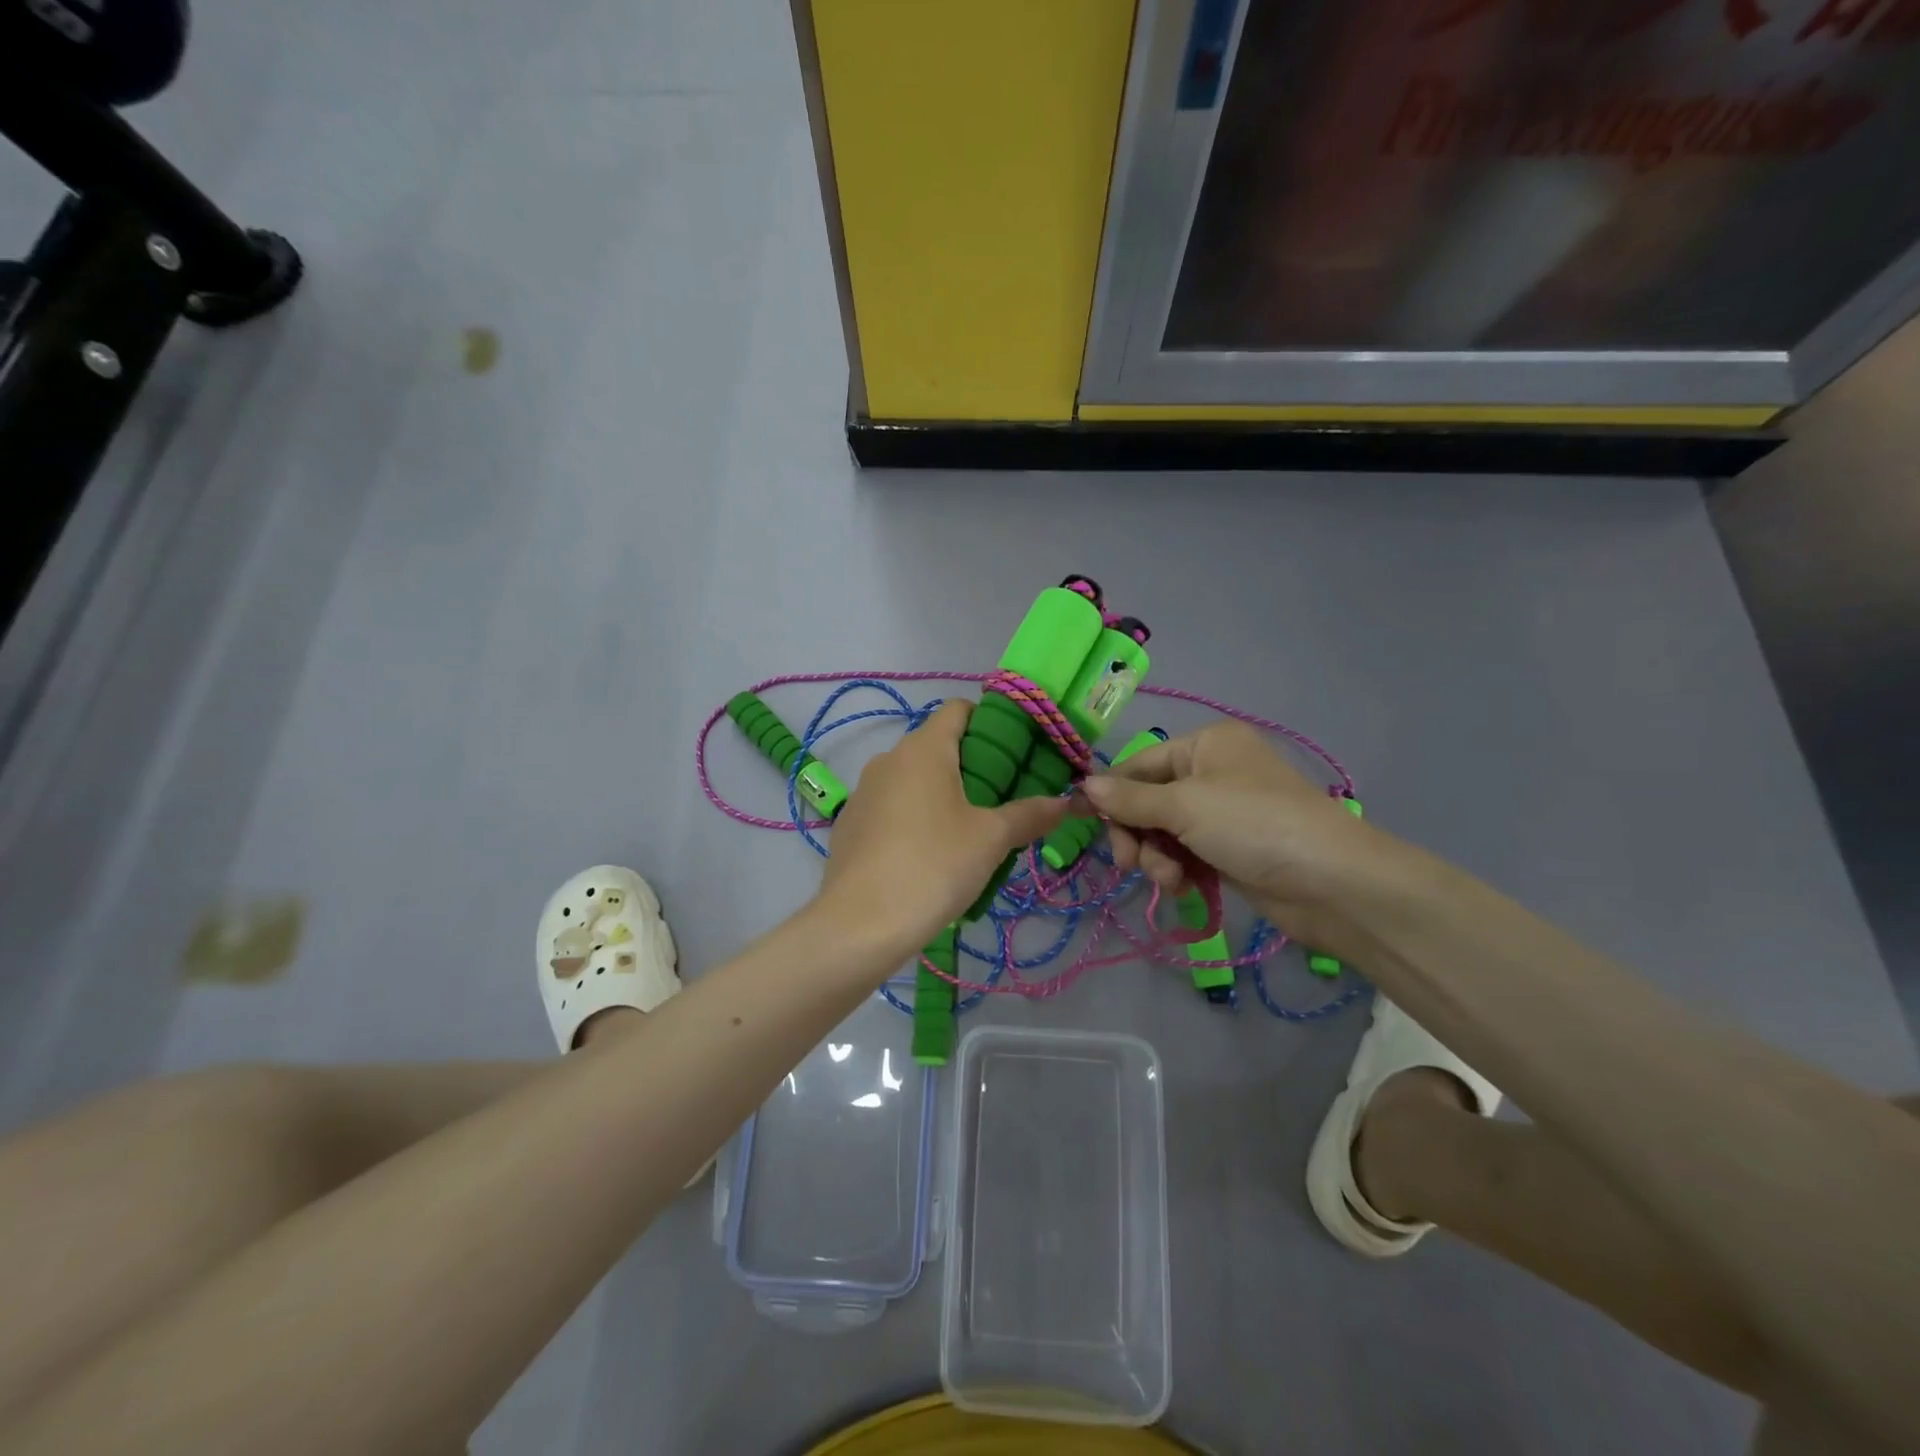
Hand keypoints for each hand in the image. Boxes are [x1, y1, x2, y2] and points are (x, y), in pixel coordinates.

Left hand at [818, 700, 1067, 953]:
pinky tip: (928, 856)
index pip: (959, 709)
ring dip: (943, 794)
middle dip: (973, 766)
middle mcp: (889, 759)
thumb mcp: (991, 839)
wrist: (860, 924)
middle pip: (937, 745)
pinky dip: (914, 818)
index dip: (990, 721)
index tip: (1015, 752)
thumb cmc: (933, 866)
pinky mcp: (850, 824)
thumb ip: (1030, 814)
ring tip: (969, 833)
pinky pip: (892, 807)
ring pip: (913, 779)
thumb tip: (1066, 802)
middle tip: (1003, 800)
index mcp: (923, 748)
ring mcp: (864, 791)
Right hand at [1079, 721, 1379, 956]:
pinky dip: (1178, 871)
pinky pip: (1185, 855)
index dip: (1110, 794)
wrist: (1331, 883)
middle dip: (1137, 833)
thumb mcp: (1184, 806)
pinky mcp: (1230, 850)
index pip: (1139, 764)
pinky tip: (1183, 889)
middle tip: (1129, 863)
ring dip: (1157, 858)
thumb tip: (1082, 786)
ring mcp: (1222, 814)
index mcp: (1205, 745)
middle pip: (1148, 801)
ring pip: (1164, 833)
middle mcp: (1212, 773)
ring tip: (1170, 880)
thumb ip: (1129, 799)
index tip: (1081, 821)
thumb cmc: (1253, 825)